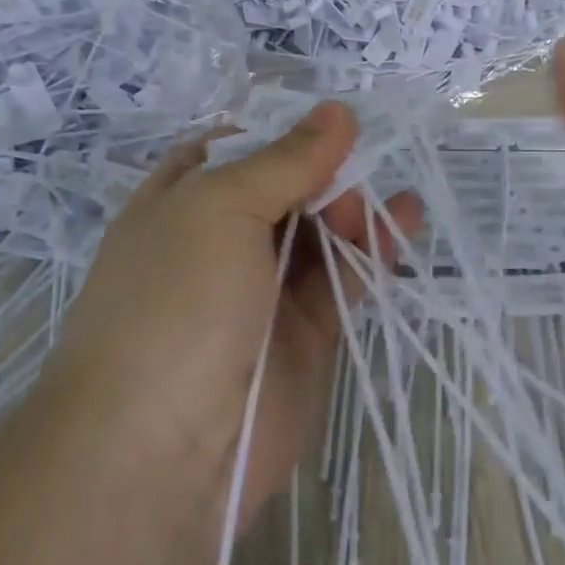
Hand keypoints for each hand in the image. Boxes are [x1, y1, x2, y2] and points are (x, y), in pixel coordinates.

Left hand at [54, 102, 421, 535]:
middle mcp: (216, 244)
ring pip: (316, 235)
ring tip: (382, 200)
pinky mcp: (301, 336)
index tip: (326, 118)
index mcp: (178, 204)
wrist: (162, 453)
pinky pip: (341, 281)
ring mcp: (259, 292)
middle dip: (321, 171)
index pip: (230, 151)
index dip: (277, 131)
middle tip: (358, 166)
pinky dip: (371, 251)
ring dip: (351, 209)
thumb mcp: (220, 208)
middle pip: (281, 190)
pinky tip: (402, 221)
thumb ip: (286, 160)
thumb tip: (337, 111)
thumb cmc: (175, 302)